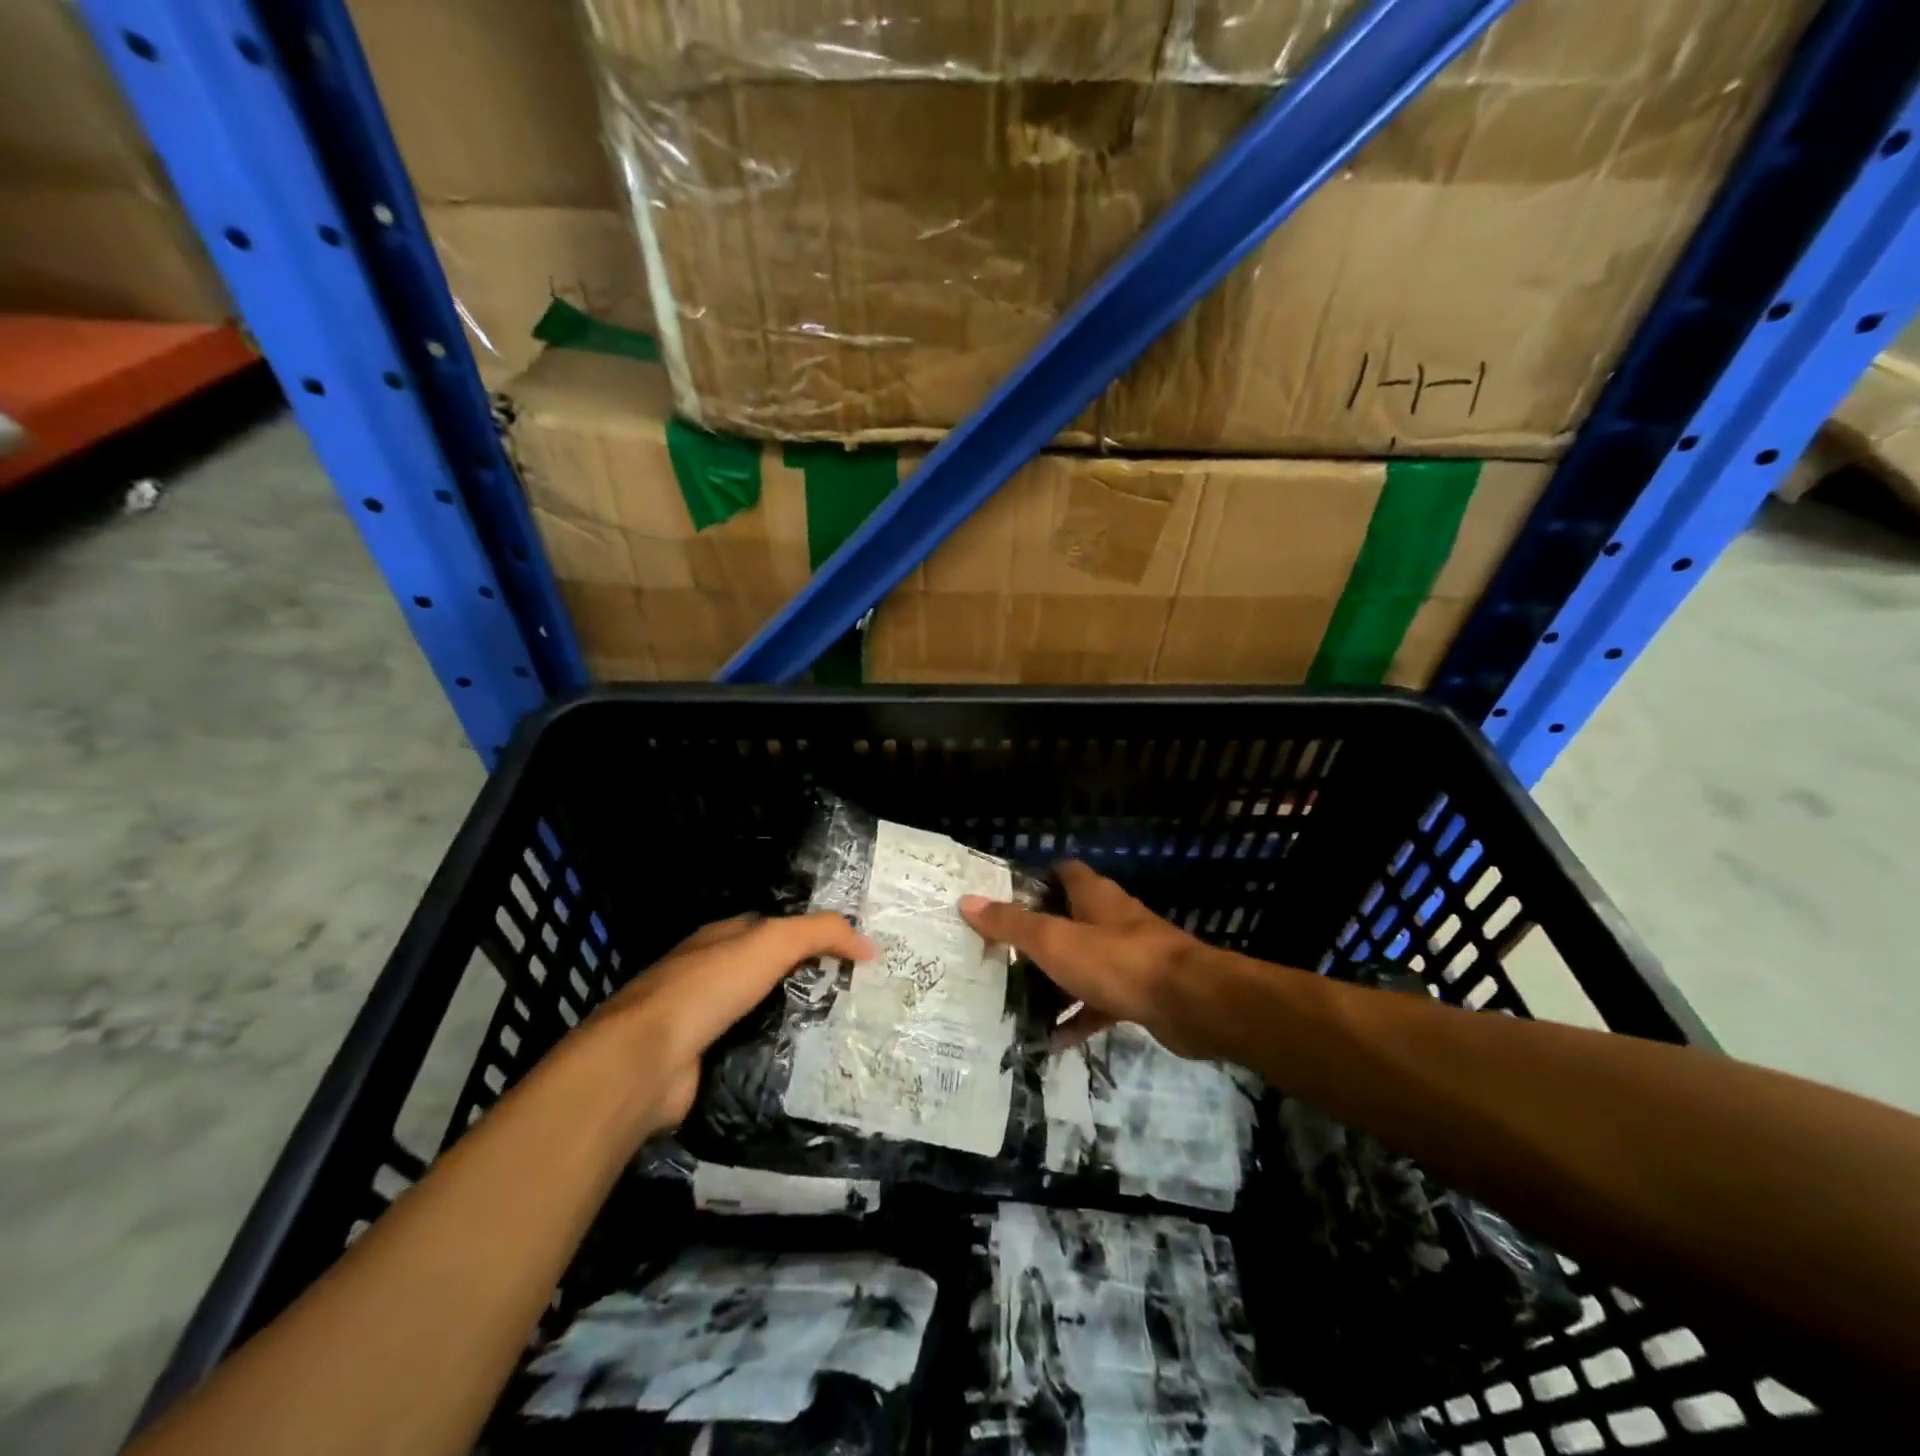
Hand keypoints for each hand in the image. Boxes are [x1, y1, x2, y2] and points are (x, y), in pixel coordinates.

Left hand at [597, 912, 873, 1135]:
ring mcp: (700, 1020)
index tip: (851, 954)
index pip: (773, 927)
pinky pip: (748, 1052)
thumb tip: (869, 945)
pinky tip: (804, 1066)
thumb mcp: (773, 942)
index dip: (811, 935)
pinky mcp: (700, 1062)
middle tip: (854, 996)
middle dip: (804, 981)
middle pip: (767, 972)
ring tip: (840, 1032)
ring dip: (791, 1021)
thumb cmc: (709, 986)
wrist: (645, 1060)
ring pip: (759, 1014)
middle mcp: (707, 974)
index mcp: (720, 938)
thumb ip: (821, 934)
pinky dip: (772, 1056)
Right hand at [961, 862, 1206, 1056]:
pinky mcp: (1140, 993)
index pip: (1065, 872)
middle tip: (1001, 953)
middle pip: (1071, 918)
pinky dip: (1078, 1016)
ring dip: (1056, 979)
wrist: (1190, 1004)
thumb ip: (1011, 924)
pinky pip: (1100, 1002)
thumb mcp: (1054, 941)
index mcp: (1095, 897)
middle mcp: (1113, 920)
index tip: (1005, 898)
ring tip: (1017, 998)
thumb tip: (967, 901)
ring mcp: (1129, 957)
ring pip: (1084, 962)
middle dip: (1040, 935)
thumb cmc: (1117, 961)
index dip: (1037, 879)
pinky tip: (1053, 1039)